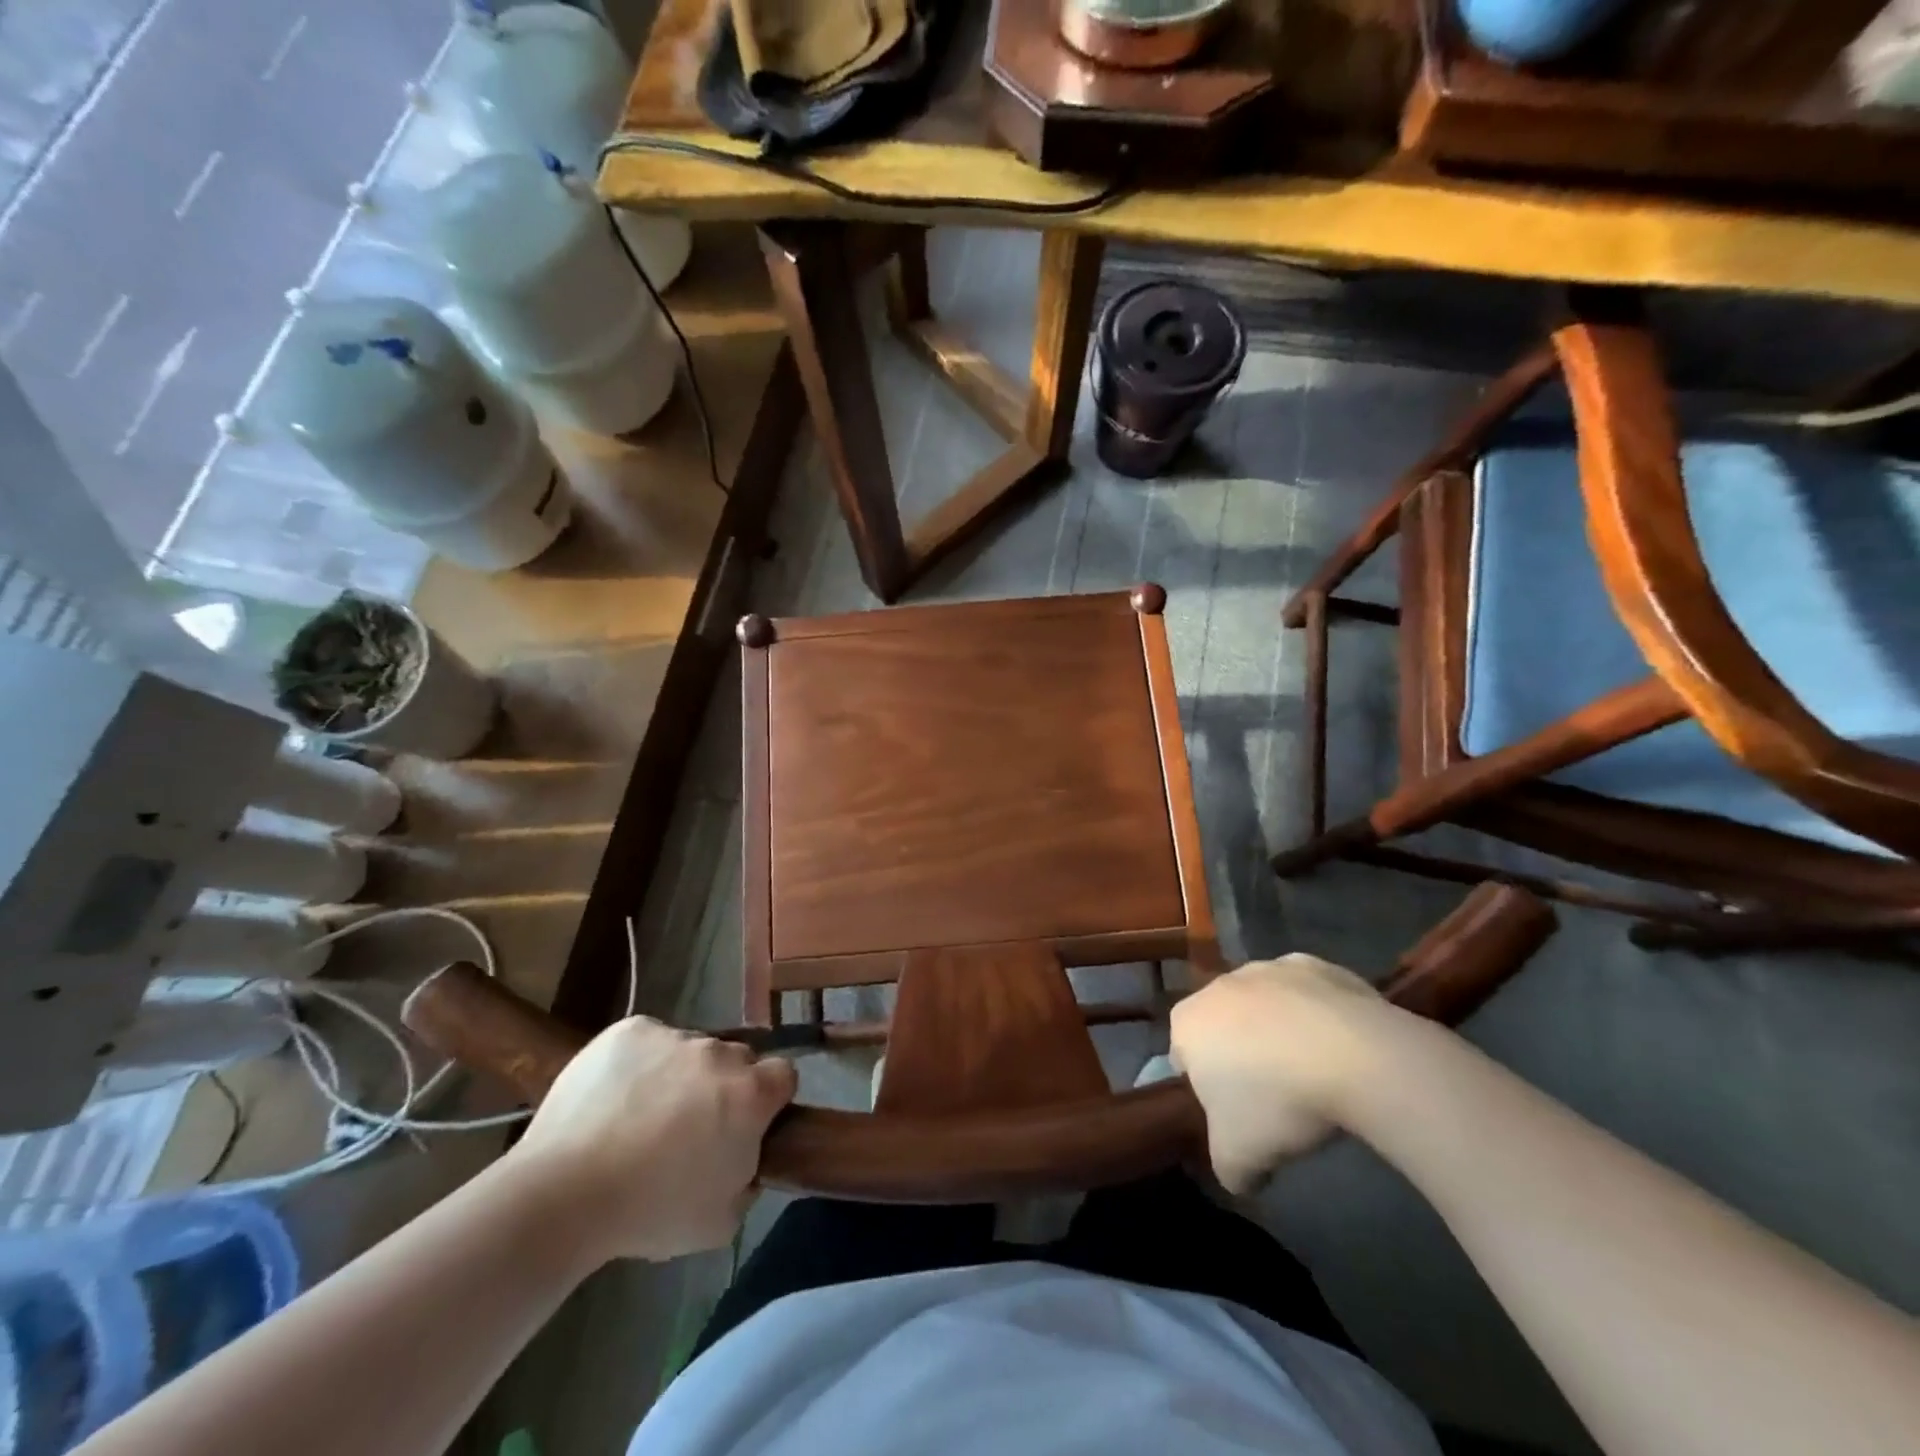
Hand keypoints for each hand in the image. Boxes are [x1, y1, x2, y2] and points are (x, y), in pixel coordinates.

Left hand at [510, 1018, 797, 1263]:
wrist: (564, 1194)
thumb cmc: (650, 1213)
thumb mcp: (721, 1220)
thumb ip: (749, 1177)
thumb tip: (745, 1156)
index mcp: (750, 1094)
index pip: (784, 1075)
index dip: (770, 1099)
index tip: (748, 1124)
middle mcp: (720, 1053)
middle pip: (736, 1060)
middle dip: (723, 1086)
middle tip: (691, 1127)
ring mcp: (674, 1035)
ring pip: (690, 1049)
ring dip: (680, 1074)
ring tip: (641, 1115)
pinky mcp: (631, 1029)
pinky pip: (649, 1040)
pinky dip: (641, 1061)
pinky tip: (616, 1096)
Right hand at [1170, 954, 1394, 1192]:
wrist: (1355, 1056)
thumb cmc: (1278, 1102)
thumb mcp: (1239, 1158)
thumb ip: (1226, 1169)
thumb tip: (1240, 1177)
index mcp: (1187, 1022)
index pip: (1182, 1056)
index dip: (1206, 1088)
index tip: (1236, 1115)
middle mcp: (1219, 984)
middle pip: (1222, 1025)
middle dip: (1241, 1055)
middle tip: (1274, 1099)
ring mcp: (1267, 967)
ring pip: (1264, 1005)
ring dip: (1278, 1031)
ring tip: (1314, 1074)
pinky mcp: (1315, 964)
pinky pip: (1307, 994)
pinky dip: (1316, 1016)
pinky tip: (1340, 1049)